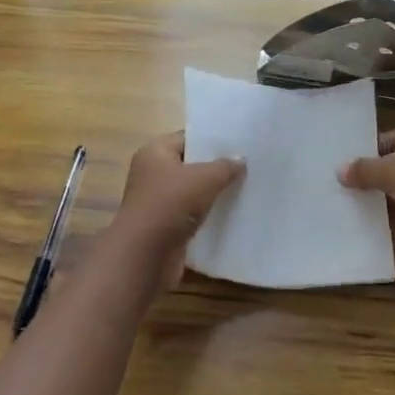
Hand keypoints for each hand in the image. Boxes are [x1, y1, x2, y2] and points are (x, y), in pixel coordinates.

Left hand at [108, 132, 243, 293]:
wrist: (146, 256)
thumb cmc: (170, 205)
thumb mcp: (204, 179)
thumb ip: (224, 167)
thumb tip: (240, 160)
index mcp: (154, 152)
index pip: (186, 138)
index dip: (211, 140)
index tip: (239, 144)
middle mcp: (152, 174)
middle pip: (190, 165)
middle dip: (215, 167)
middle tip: (248, 166)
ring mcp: (157, 202)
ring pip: (192, 192)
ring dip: (213, 193)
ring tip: (245, 189)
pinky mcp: (165, 227)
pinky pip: (191, 214)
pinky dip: (208, 215)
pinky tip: (231, 214)